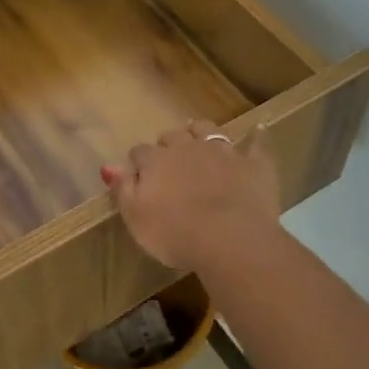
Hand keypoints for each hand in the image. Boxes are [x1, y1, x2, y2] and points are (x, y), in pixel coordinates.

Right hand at [102, 121, 279, 270]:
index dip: (139, 163)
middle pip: (173, 136)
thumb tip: (108, 166)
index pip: (140, 153)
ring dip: (201, 132)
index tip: (139, 175)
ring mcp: (223, 152)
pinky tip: (259, 130)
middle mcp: (187, 147)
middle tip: (170, 161)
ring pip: (207, 130)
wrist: (229, 238)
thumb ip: (122, 189)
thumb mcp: (136, 218)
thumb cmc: (175, 234)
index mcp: (156, 161)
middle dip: (169, 144)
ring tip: (199, 138)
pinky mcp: (253, 163)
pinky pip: (256, 143)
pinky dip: (256, 137)